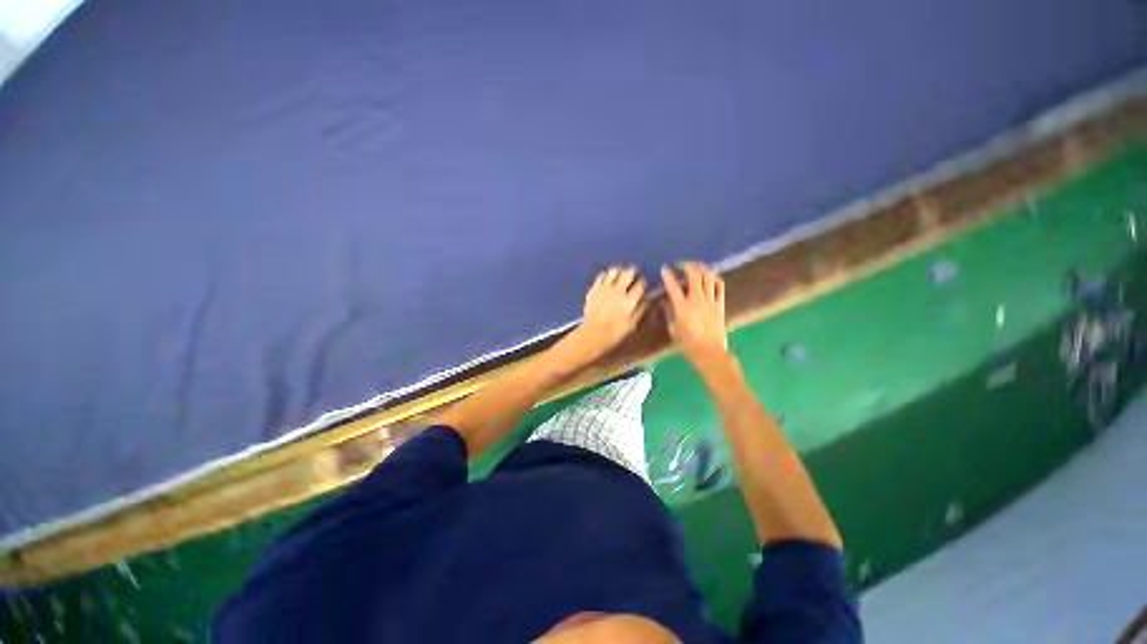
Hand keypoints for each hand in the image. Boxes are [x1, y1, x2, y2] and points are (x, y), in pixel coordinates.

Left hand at [570, 265, 646, 357]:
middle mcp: (619, 291)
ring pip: (615, 271)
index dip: (642, 283)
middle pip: (629, 272)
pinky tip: (607, 280)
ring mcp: (605, 288)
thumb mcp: (633, 323)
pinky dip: (606, 276)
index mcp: (630, 300)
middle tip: (632, 276)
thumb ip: (642, 308)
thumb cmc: (616, 332)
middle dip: (633, 272)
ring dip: (619, 272)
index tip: (642, 285)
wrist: (594, 333)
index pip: (641, 284)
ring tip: (620, 276)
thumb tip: (648, 298)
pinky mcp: (595, 288)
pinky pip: (601, 275)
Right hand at [661, 262, 728, 364]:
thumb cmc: (687, 343)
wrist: (709, 352)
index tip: (665, 269)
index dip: (668, 276)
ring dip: (701, 268)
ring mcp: (710, 301)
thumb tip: (665, 301)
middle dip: (686, 266)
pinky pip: (719, 287)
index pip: (673, 287)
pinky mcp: (720, 305)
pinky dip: (714, 278)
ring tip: (695, 266)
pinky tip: (710, 276)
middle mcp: (697, 300)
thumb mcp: (673, 329)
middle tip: (681, 264)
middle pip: (694, 276)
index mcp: (682, 307)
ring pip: (708, 278)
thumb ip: (669, 313)